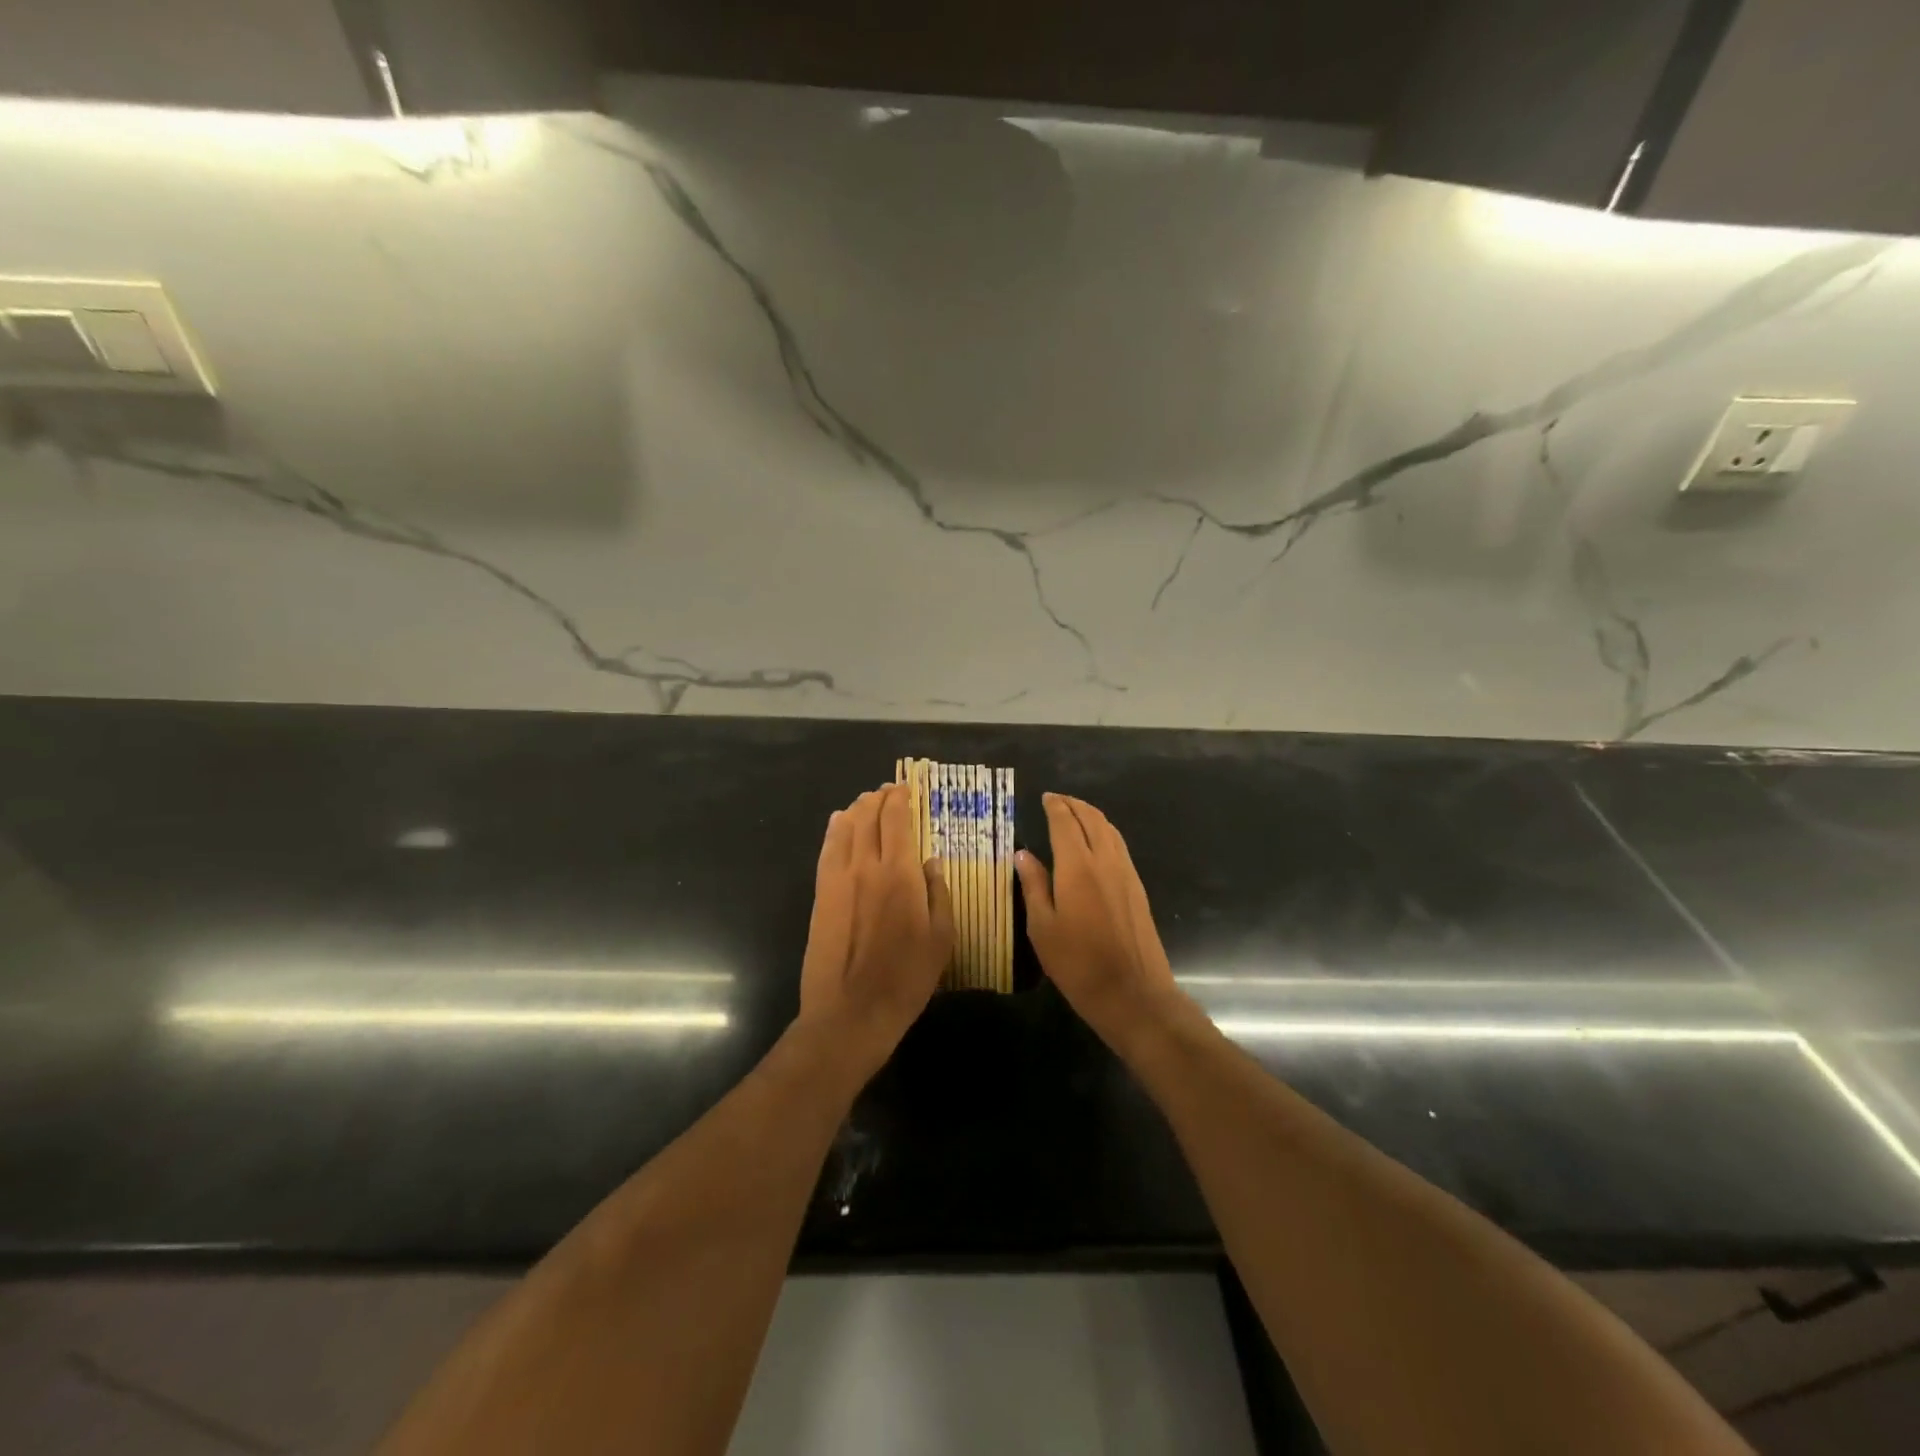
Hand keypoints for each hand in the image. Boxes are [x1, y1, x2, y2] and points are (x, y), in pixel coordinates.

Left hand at [798, 783, 954, 1079]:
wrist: (851, 1012)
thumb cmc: (906, 978)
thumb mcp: (942, 938)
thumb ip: (939, 893)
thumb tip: (931, 862)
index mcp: (899, 874)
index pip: (896, 820)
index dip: (900, 799)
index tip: (906, 788)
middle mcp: (865, 866)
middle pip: (868, 817)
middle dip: (878, 798)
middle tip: (888, 792)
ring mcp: (837, 879)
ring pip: (844, 828)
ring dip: (857, 809)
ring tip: (866, 802)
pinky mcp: (820, 895)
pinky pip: (827, 850)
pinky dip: (835, 830)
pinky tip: (839, 823)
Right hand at [1014, 794, 1184, 1045]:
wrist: (1133, 994)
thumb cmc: (1078, 964)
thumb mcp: (1042, 928)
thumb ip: (1034, 886)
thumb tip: (1023, 854)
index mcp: (1078, 867)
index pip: (1066, 823)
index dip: (1055, 806)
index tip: (1045, 797)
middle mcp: (1105, 861)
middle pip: (1092, 819)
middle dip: (1074, 805)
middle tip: (1058, 800)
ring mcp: (1126, 874)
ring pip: (1110, 831)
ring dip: (1092, 816)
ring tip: (1075, 814)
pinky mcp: (1138, 889)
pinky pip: (1120, 847)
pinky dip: (1105, 833)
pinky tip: (1097, 843)